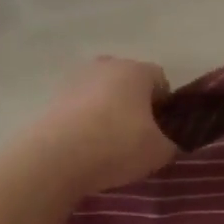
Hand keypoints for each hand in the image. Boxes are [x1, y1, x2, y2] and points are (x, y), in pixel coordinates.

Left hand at [19, 56, 177, 196]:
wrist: (55, 157)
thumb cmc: (117, 145)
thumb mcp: (159, 152)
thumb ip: (171, 144)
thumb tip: (166, 144)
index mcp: (136, 70)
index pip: (160, 79)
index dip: (164, 105)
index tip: (161, 130)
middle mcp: (106, 65)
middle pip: (128, 82)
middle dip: (134, 104)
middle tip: (136, 136)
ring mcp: (76, 79)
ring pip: (101, 93)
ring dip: (107, 111)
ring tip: (106, 145)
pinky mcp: (53, 97)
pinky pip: (79, 107)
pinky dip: (84, 121)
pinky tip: (84, 147)